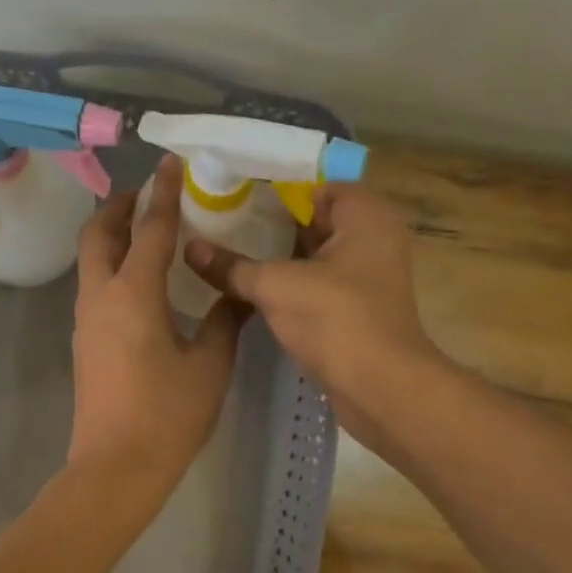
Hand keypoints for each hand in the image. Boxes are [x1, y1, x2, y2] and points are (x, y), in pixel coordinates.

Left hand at [67, 156, 245, 497]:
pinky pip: (95, 286)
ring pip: (91, 260)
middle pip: (98, 234)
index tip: (172, 162)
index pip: (150, 228)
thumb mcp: (209, 364)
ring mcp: (85, 320)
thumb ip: (225, 320)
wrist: (115, 468)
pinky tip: (143, 280)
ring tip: (149, 232)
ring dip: (114, 236)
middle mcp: (100, 297)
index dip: (164, 192)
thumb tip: (241, 292)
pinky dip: (113, 266)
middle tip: (151, 196)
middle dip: (121, 207)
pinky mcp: (84, 341)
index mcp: (132, 293)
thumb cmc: (167, 415)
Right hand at [186, 184, 443, 452]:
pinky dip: (286, 280)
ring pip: (311, 253)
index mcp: (365, 216)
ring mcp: (364, 276)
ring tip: (223, 246)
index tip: (230, 189)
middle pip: (313, 217)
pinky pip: (314, 282)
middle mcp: (371, 238)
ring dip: (274, 253)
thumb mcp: (276, 286)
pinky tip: (245, 284)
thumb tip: (190, 247)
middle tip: (218, 217)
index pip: (315, 184)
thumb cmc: (336, 320)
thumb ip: (232, 265)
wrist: (381, 388)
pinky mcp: (353, 308)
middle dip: (267, 219)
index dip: (273, 186)